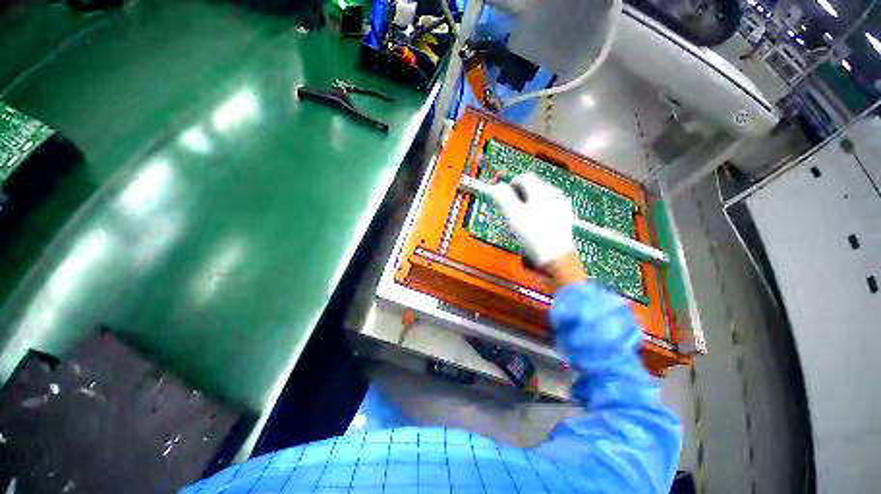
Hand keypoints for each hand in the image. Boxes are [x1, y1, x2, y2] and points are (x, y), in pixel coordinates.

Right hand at [488, 173, 585, 285]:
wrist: (555, 256)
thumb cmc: (532, 235)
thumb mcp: (513, 215)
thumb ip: (503, 197)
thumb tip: (496, 186)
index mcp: (541, 191)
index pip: (523, 177)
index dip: (510, 183)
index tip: (502, 193)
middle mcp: (554, 193)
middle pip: (533, 185)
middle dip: (520, 193)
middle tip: (510, 207)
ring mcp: (562, 203)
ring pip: (541, 195)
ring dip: (529, 200)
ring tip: (522, 215)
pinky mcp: (565, 214)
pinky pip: (549, 204)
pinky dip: (539, 207)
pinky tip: (535, 221)